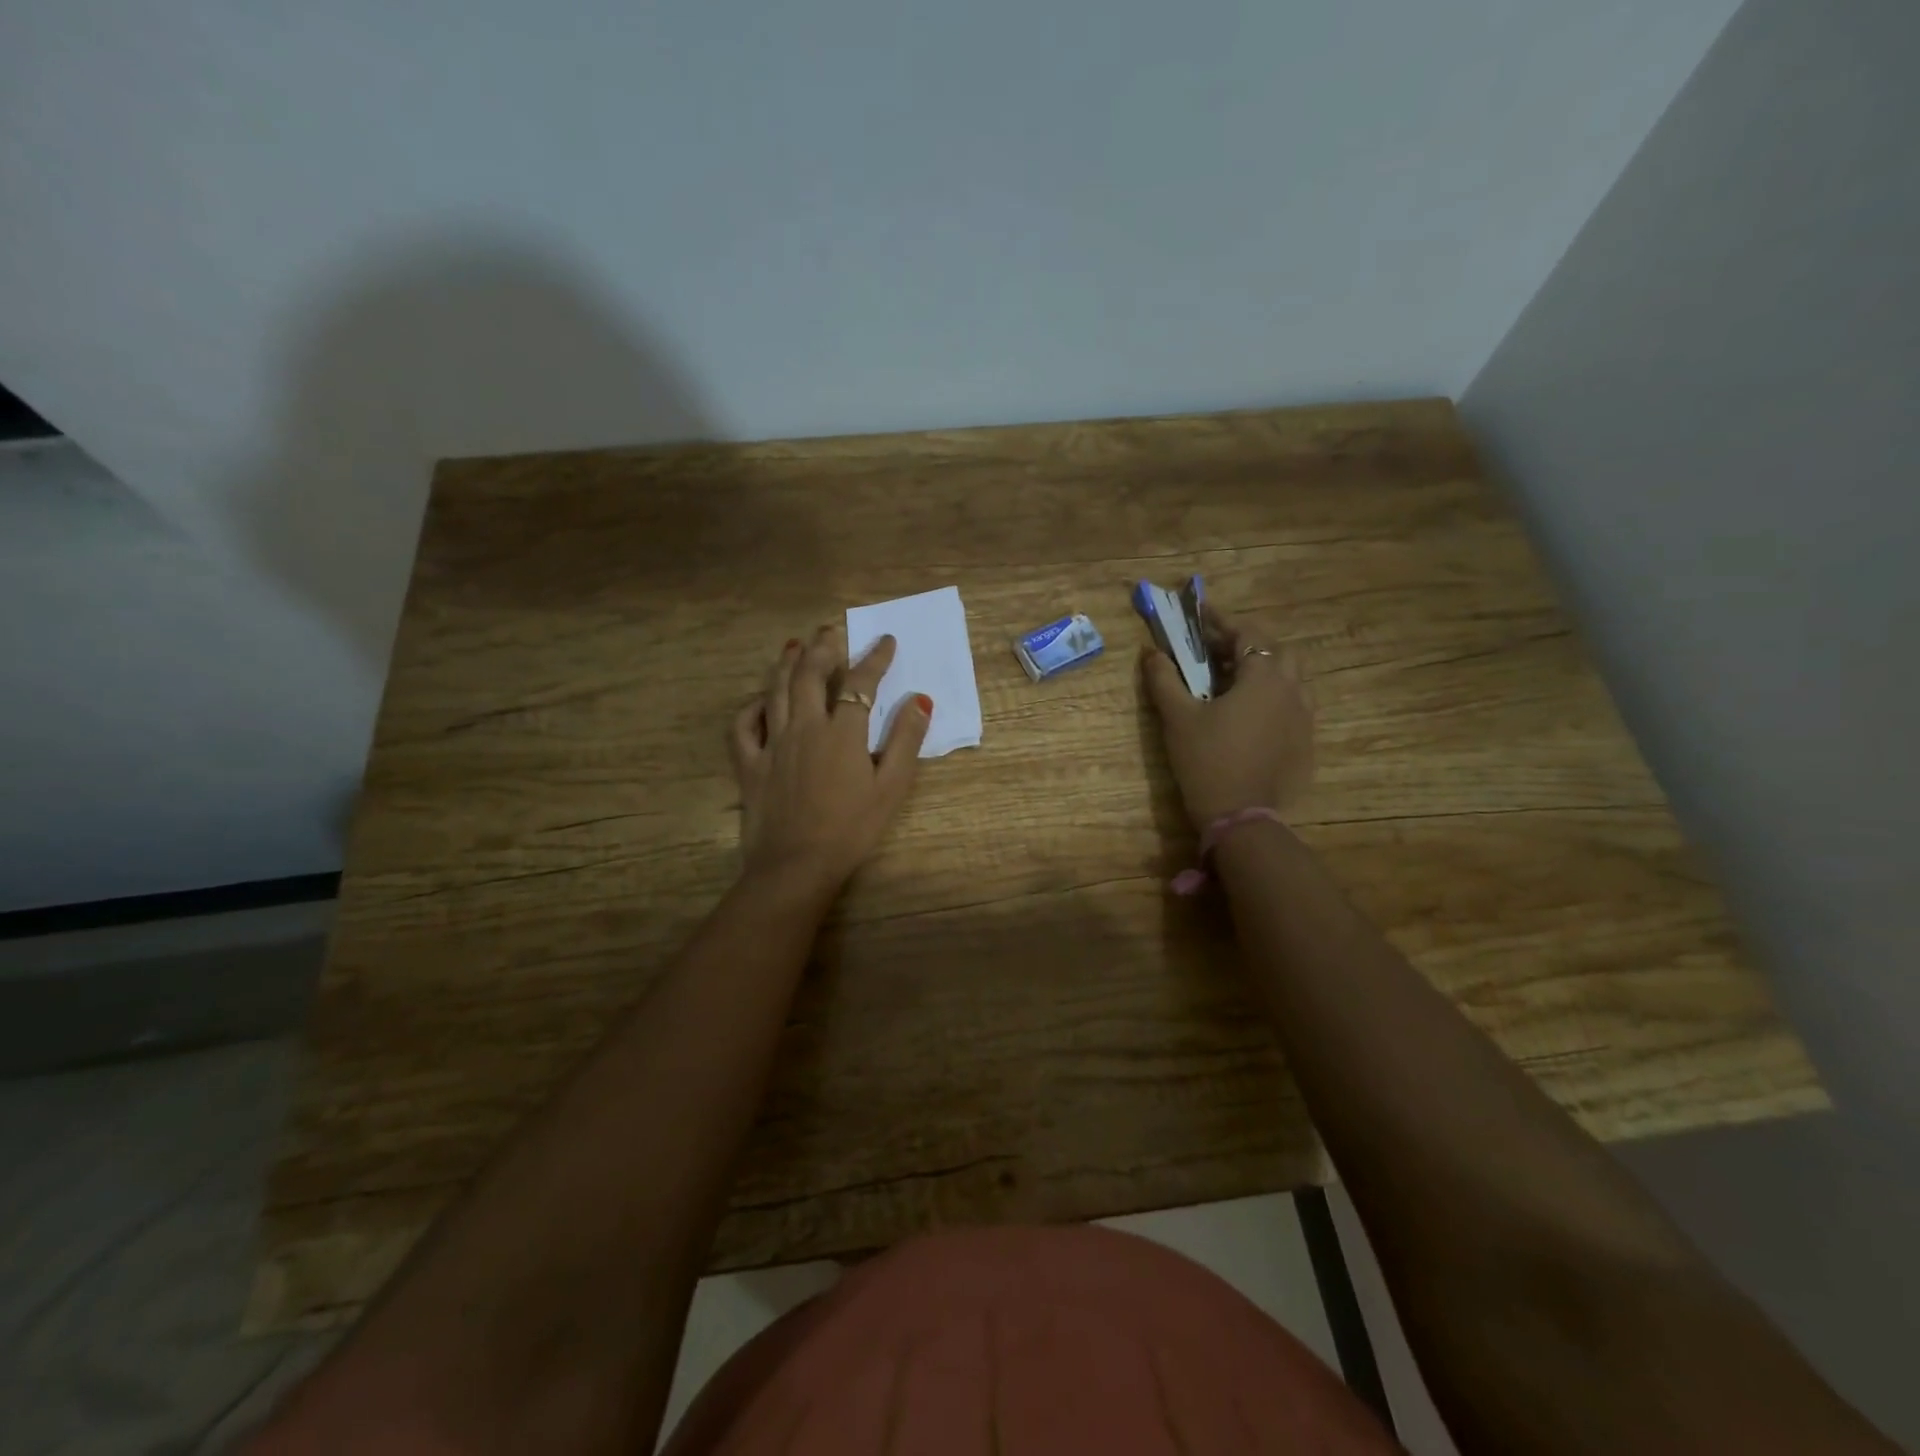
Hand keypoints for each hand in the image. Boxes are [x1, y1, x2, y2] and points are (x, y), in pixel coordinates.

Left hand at [729, 624, 931, 895]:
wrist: (796, 866)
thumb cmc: (851, 830)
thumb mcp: (891, 788)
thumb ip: (906, 741)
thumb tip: (919, 701)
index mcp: (841, 733)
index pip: (860, 683)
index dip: (874, 658)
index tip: (885, 640)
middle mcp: (804, 727)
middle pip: (809, 675)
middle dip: (822, 647)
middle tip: (829, 629)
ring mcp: (772, 744)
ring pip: (775, 691)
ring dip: (786, 663)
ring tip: (794, 645)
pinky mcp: (750, 764)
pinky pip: (743, 726)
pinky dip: (751, 707)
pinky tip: (760, 700)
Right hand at [1141, 603, 1313, 830]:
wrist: (1240, 816)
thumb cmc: (1206, 760)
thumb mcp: (1177, 717)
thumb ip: (1164, 679)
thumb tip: (1150, 652)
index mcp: (1263, 677)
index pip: (1246, 633)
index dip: (1221, 620)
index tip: (1200, 612)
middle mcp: (1292, 690)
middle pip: (1274, 651)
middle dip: (1245, 643)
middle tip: (1213, 650)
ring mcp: (1303, 717)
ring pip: (1288, 678)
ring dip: (1261, 669)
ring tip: (1231, 679)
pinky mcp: (1305, 742)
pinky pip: (1292, 704)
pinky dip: (1271, 696)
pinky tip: (1248, 713)